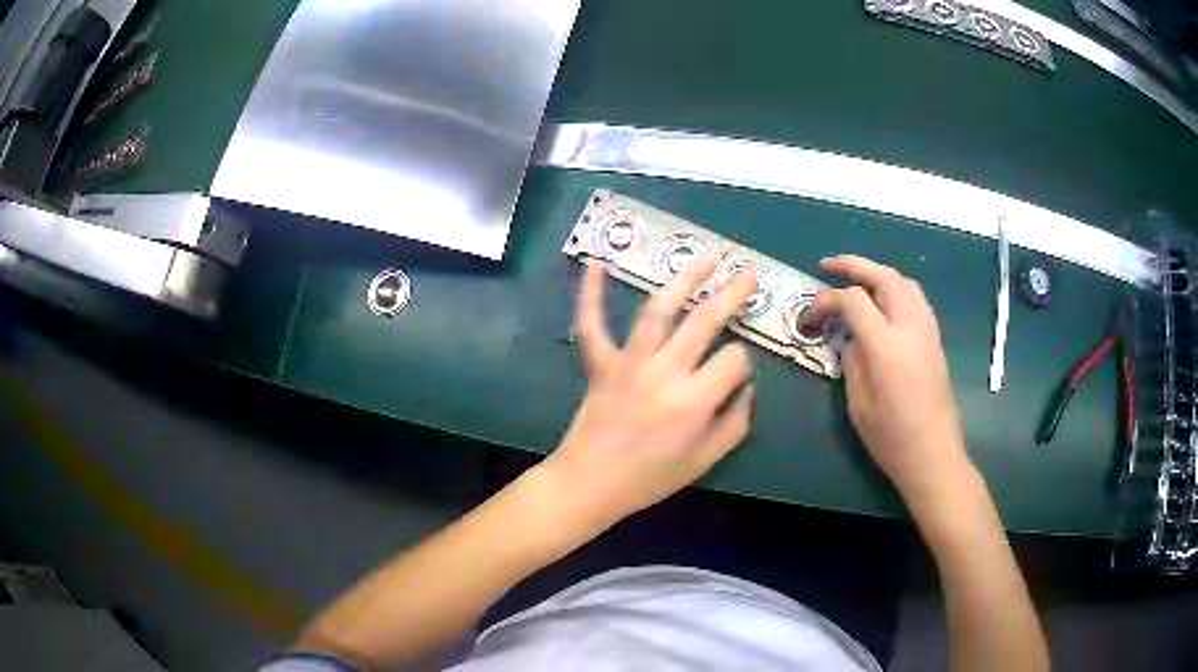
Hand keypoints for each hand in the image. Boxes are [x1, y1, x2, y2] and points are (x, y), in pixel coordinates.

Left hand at [541, 256, 756, 531]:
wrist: (590, 484)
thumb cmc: (650, 478)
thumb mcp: (705, 461)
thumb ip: (735, 422)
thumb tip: (747, 387)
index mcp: (694, 401)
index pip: (733, 360)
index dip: (742, 364)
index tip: (735, 374)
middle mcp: (664, 373)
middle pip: (704, 320)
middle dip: (732, 293)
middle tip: (748, 274)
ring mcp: (627, 363)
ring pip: (658, 310)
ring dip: (684, 279)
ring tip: (707, 258)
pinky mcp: (599, 363)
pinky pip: (591, 323)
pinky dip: (590, 292)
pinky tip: (596, 262)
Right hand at [802, 256, 969, 499]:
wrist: (933, 454)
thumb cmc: (891, 437)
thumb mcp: (858, 403)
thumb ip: (851, 360)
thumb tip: (850, 337)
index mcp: (886, 345)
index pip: (853, 300)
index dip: (826, 300)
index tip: (810, 317)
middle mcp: (910, 327)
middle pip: (884, 276)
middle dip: (854, 266)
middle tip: (829, 266)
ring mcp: (927, 331)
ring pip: (904, 282)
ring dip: (878, 273)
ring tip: (857, 280)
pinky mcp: (935, 339)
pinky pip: (915, 298)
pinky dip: (896, 288)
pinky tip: (884, 302)